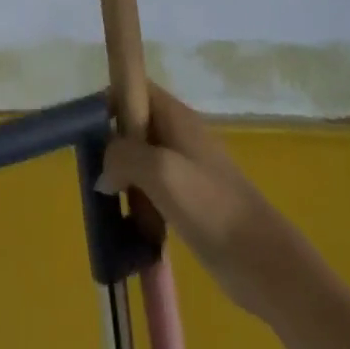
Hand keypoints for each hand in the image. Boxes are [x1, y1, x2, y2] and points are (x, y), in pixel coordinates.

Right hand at [98, 84, 293, 315]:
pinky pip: (152, 190)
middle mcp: (178, 134)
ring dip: (123, 179)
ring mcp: (185, 168)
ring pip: (140, 161)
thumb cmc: (211, 205)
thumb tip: (103, 172)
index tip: (87, 132)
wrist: (262, 260)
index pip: (133, 88)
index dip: (109, 102)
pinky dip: (138, 203)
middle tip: (95, 176)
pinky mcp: (189, 201)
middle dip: (111, 147)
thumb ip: (124, 157)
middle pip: (133, 126)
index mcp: (174, 115)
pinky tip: (130, 227)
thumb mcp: (161, 171)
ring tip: (108, 205)